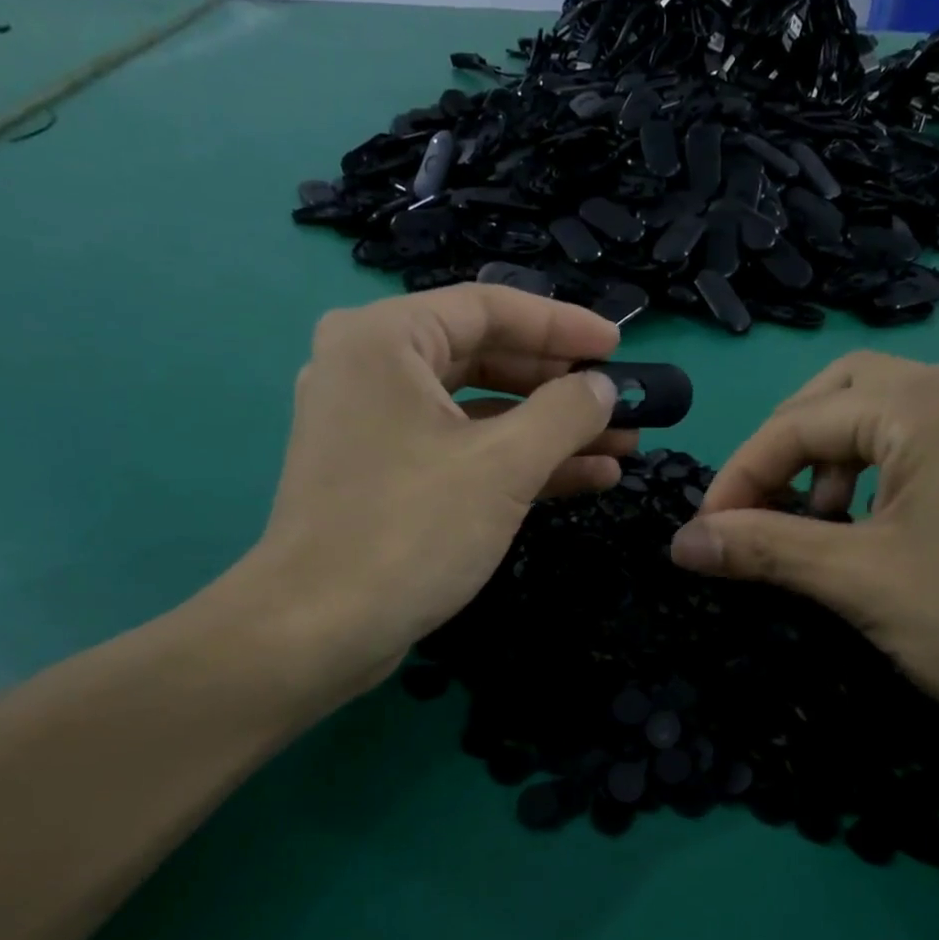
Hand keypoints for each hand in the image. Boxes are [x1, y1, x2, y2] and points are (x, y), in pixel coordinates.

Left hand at [222, 285, 628, 695]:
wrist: (317, 631)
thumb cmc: (411, 531)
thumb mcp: (504, 465)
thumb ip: (565, 413)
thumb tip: (604, 389)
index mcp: (386, 339)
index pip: (489, 308)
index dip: (563, 325)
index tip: (620, 347)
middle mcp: (372, 368)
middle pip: (486, 358)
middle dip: (561, 387)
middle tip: (621, 403)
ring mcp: (375, 426)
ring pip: (478, 412)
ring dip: (549, 431)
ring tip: (620, 448)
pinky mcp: (384, 475)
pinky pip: (460, 450)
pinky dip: (516, 462)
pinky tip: (584, 478)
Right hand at [668, 353, 938, 753]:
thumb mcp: (859, 582)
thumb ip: (764, 549)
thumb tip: (681, 543)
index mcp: (929, 403)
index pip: (800, 421)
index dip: (739, 475)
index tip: (704, 533)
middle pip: (838, 397)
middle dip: (783, 452)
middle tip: (754, 512)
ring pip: (878, 418)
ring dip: (826, 462)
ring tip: (812, 524)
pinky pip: (918, 445)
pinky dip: (872, 475)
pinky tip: (867, 527)